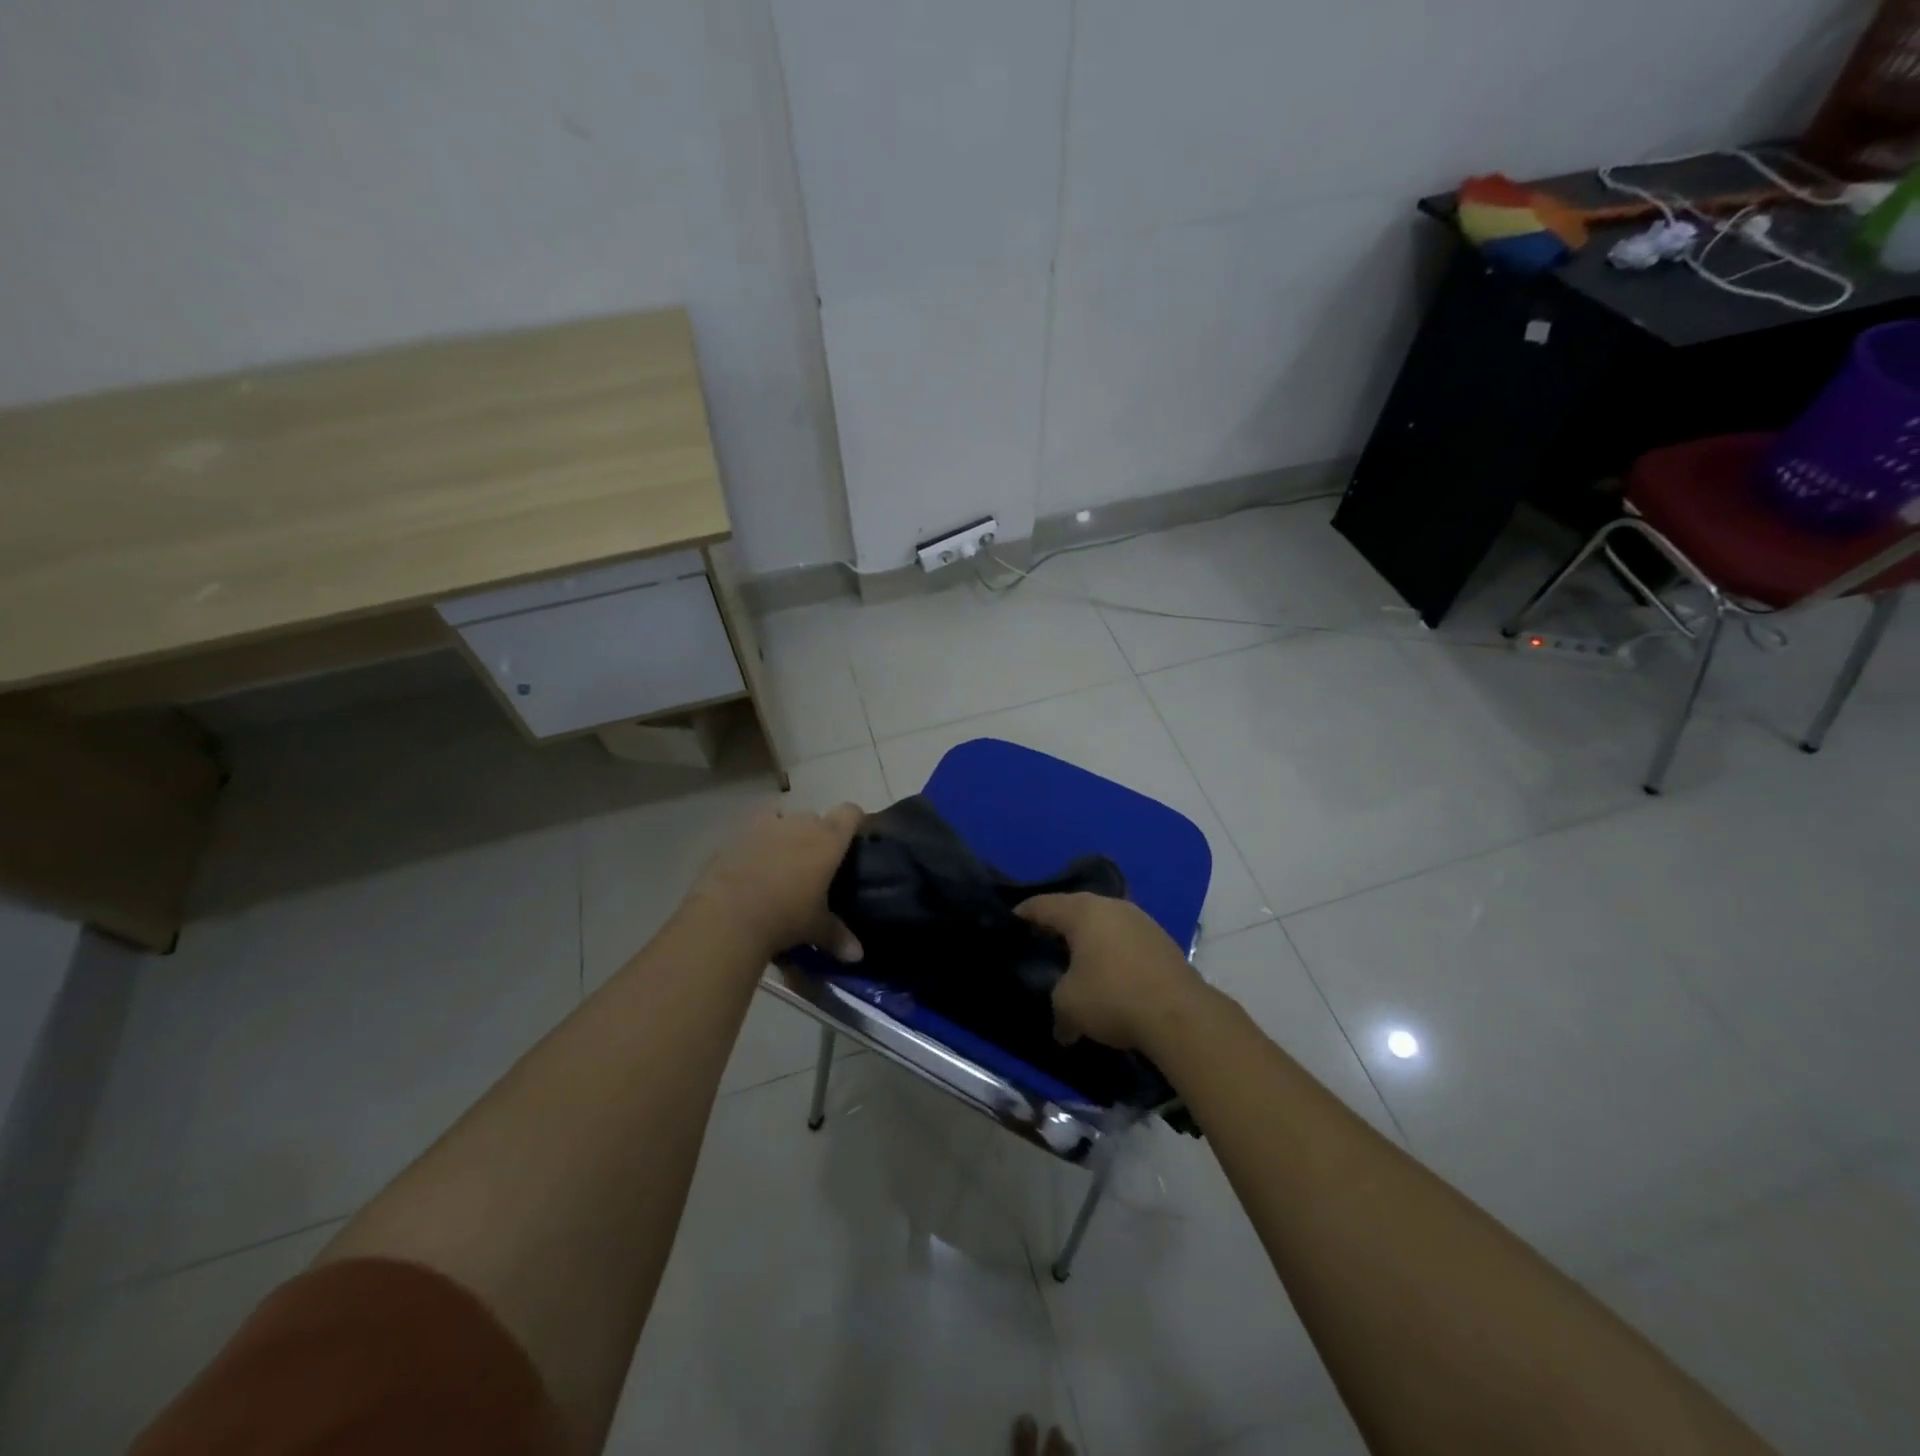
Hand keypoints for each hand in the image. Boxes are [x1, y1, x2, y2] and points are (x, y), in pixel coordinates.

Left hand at [687, 802, 864, 962]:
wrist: (727, 916)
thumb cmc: (785, 916)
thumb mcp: (815, 928)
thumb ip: (837, 936)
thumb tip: (857, 955)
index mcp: (827, 840)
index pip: (850, 812)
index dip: (855, 821)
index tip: (854, 838)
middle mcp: (798, 824)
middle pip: (814, 817)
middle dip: (815, 834)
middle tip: (815, 863)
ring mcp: (763, 827)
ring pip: (780, 818)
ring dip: (783, 833)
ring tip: (780, 861)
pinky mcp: (733, 838)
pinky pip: (750, 835)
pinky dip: (754, 848)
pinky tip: (750, 872)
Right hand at [1017, 893, 1205, 1051]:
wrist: (1179, 1014)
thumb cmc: (1112, 997)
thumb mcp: (1069, 1006)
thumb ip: (1058, 1007)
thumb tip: (1064, 1028)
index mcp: (1082, 911)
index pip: (1043, 904)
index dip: (1024, 913)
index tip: (1012, 921)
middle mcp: (1111, 906)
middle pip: (1075, 908)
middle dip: (1059, 924)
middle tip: (1042, 941)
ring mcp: (1140, 920)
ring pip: (1104, 922)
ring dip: (1089, 938)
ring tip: (1076, 959)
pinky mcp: (1161, 939)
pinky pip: (1125, 938)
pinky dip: (1111, 950)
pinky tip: (1109, 972)